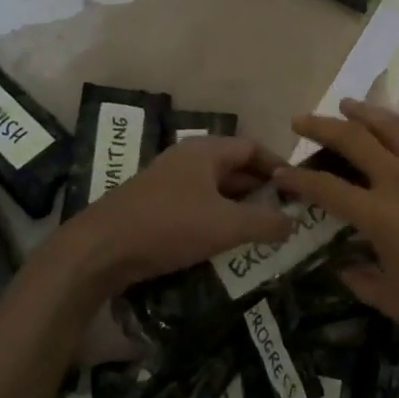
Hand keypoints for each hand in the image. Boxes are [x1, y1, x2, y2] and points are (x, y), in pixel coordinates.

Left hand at [43, 136, 292, 298]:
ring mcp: (168, 182)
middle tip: (284, 213)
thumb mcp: (226, 225)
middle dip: (260, 189)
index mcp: (205, 151)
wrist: (100, 250)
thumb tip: (293, 222)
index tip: (298, 188)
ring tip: (261, 230)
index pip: (253, 147)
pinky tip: (225, 242)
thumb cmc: (168, 226)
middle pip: (234, 167)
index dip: (278, 166)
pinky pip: (196, 205)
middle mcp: (187, 159)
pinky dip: (216, 218)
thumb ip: (265, 223)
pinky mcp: (154, 206)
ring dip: (238, 206)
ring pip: (215, 188)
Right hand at [275, 100, 398, 363]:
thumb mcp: (394, 301)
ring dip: (363, 112)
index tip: (279, 173)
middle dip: (321, 127)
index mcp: (380, 215)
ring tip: (344, 105)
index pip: (327, 187)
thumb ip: (360, 280)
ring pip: (391, 126)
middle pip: (354, 140)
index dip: (298, 179)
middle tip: (300, 122)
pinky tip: (396, 122)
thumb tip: (343, 264)